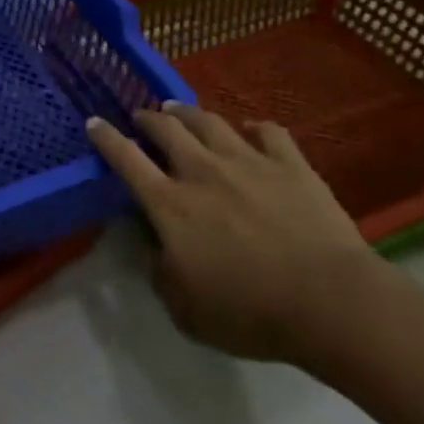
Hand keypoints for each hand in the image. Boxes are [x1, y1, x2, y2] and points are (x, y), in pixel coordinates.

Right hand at [87, 104, 377, 364]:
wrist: (330, 301)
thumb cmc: (250, 312)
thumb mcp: (186, 311)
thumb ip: (162, 276)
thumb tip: (156, 251)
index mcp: (170, 205)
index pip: (126, 160)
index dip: (106, 138)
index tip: (94, 122)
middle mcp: (202, 172)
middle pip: (167, 128)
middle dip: (149, 118)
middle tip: (143, 116)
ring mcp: (248, 162)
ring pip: (210, 122)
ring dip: (189, 113)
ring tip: (180, 111)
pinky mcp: (290, 164)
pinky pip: (269, 132)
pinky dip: (255, 128)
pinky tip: (252, 130)